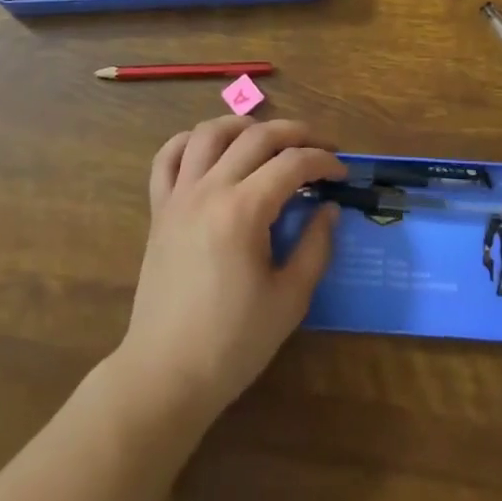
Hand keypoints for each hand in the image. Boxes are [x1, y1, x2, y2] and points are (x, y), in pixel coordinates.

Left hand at [114, 116, 344, 429]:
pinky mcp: (159, 209)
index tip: (341, 174)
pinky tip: (210, 149)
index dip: (323, 162)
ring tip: (267, 138)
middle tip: (318, 147)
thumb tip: (329, 210)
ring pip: (209, 133)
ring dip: (243, 125)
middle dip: (295, 133)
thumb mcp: (289, 300)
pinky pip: (168, 157)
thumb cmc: (233, 344)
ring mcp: (179, 195)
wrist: (166, 375)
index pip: (292, 164)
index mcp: (244, 210)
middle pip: (256, 136)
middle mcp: (210, 189)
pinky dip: (190, 141)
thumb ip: (315, 247)